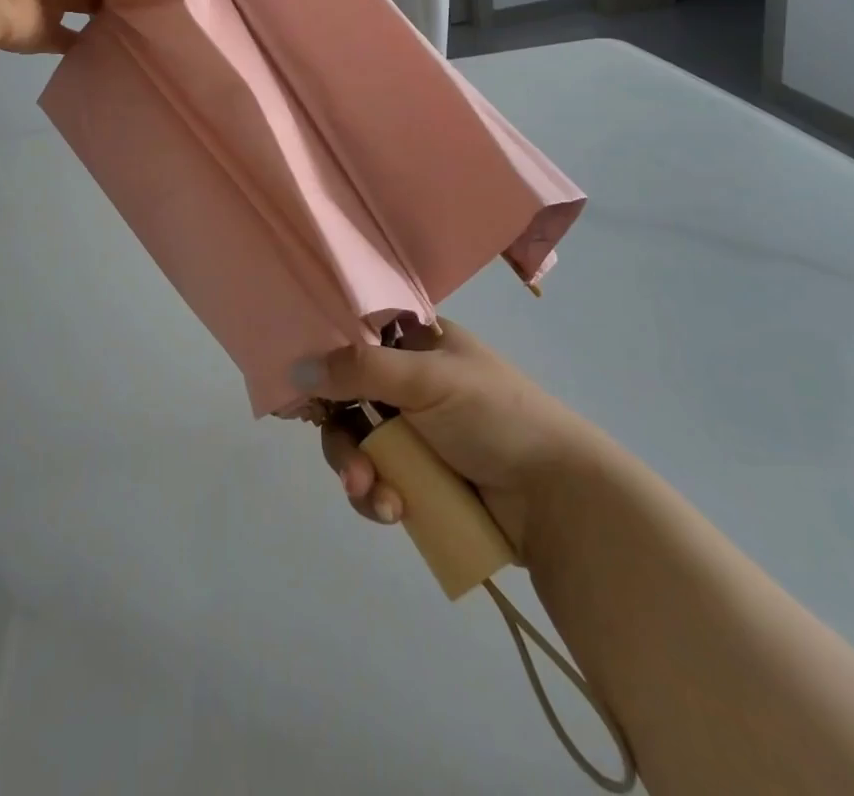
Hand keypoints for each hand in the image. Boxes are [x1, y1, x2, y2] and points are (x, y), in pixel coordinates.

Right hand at [306, 320, 595, 562]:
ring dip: (358, 474)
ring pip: (358, 446)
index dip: (326, 361)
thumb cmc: (495, 416)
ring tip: (378, 498)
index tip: (303, 388)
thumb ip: (360, 369)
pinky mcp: (420, 479)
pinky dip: (377, 498)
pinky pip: (377, 482)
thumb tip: (295, 369)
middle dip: (343, 438)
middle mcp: (409, 384)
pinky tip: (394, 513)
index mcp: (416, 344)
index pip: (354, 339)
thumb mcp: (427, 380)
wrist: (558, 498)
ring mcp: (414, 434)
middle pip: (347, 401)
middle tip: (352, 468)